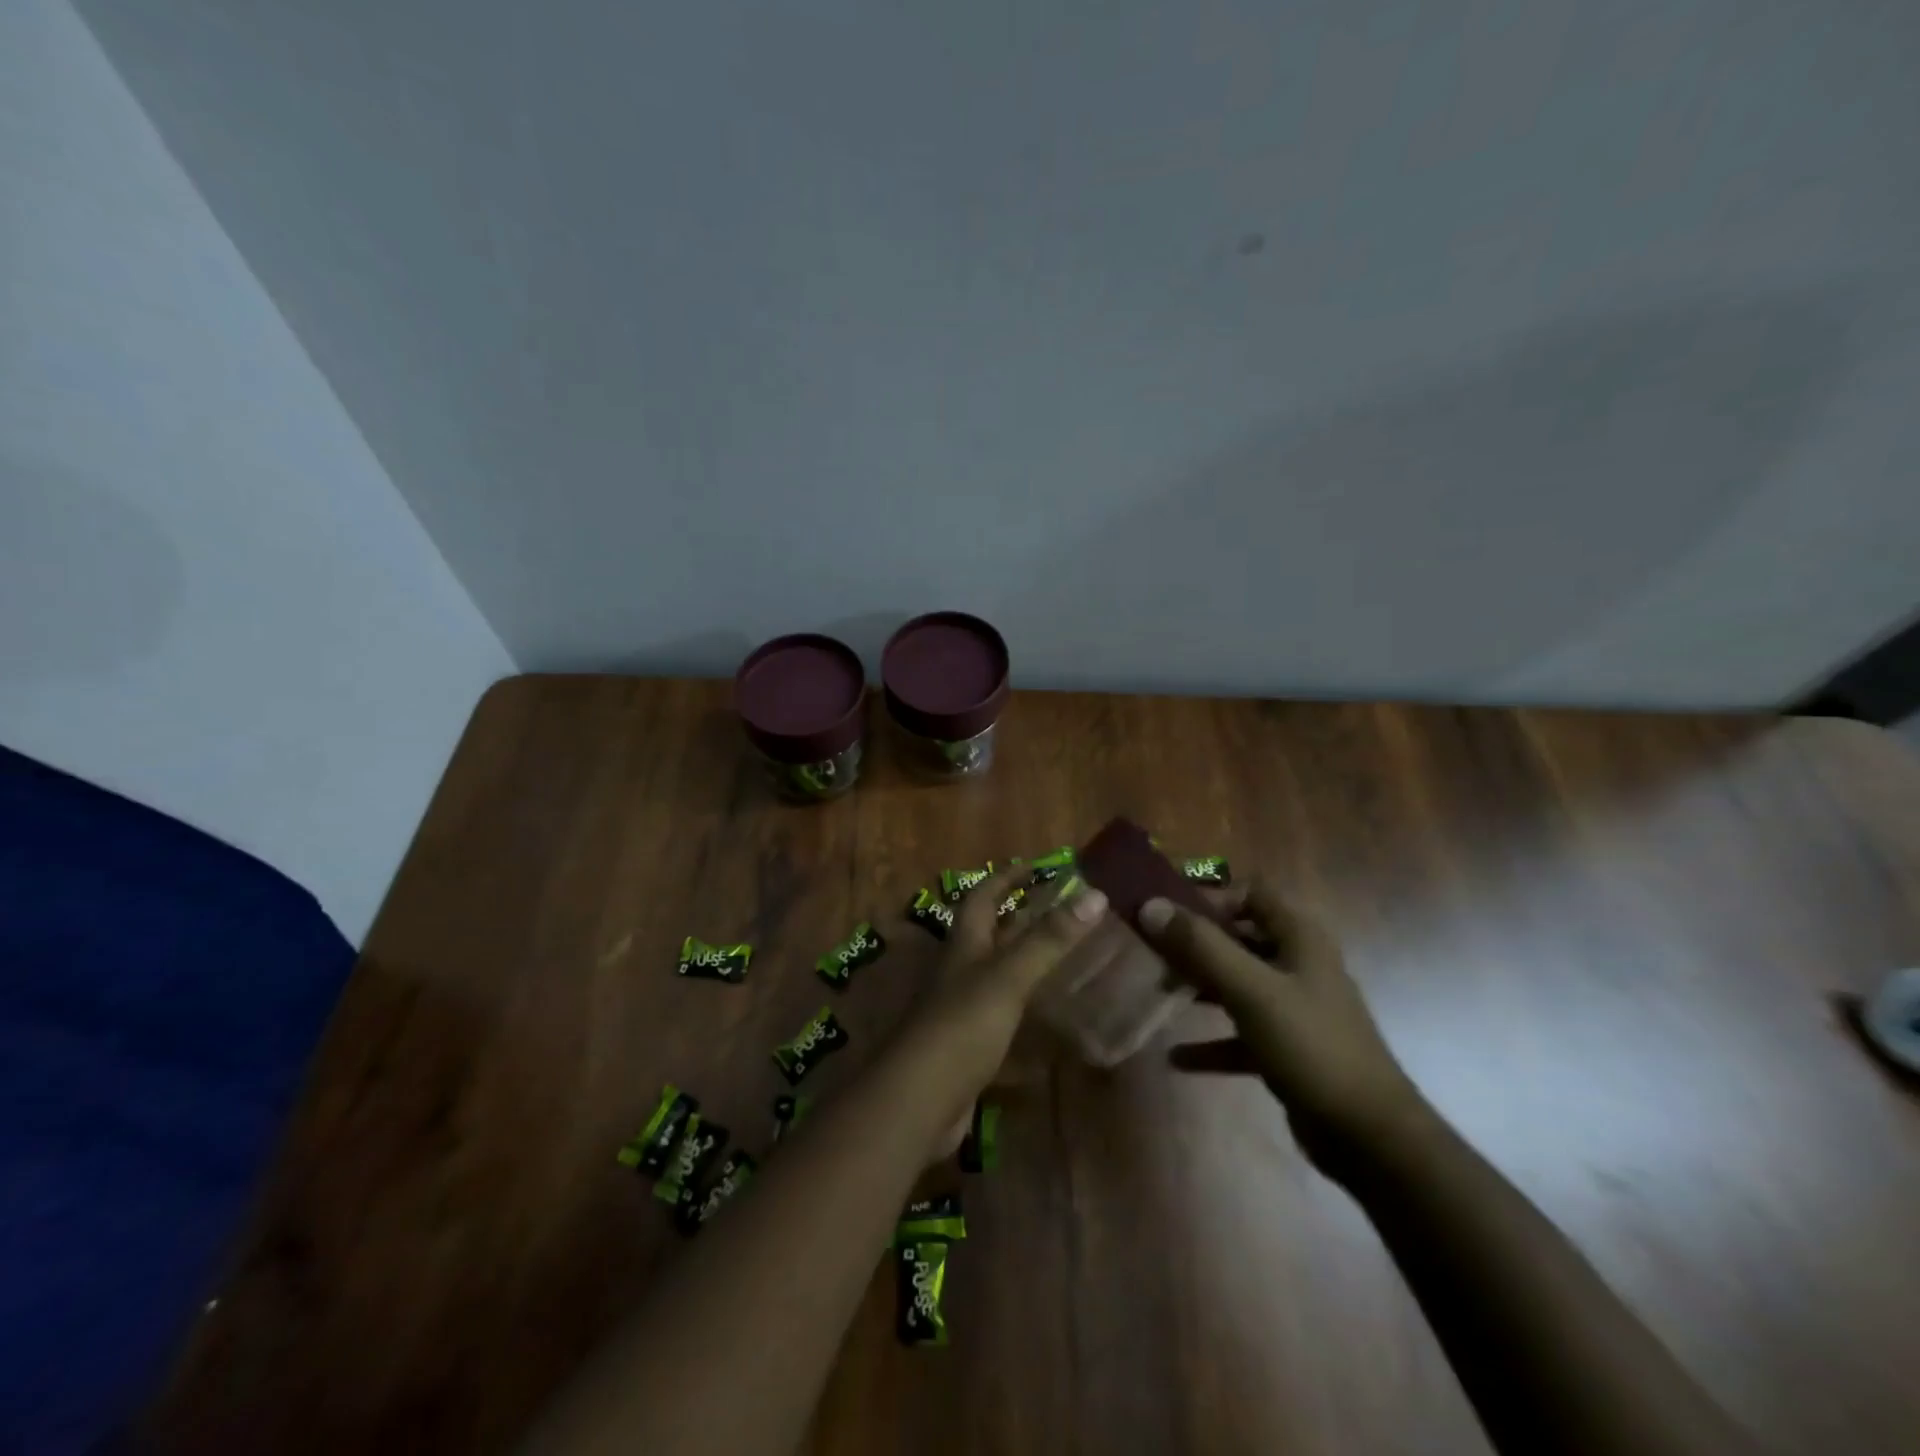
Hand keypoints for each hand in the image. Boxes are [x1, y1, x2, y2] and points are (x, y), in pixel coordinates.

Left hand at [890, 868, 1108, 1154]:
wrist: (919, 1099)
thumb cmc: (962, 1025)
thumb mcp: (1009, 976)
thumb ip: (1050, 939)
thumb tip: (1095, 894)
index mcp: (964, 943)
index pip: (984, 895)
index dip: (1008, 877)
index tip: (1038, 865)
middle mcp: (960, 968)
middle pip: (988, 931)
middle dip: (1019, 915)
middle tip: (1061, 908)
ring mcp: (961, 1007)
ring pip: (995, 970)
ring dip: (1023, 958)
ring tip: (1063, 953)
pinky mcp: (969, 1042)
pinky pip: (1000, 1010)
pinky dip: (1023, 1004)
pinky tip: (1048, 1014)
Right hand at [1138, 881, 1428, 1176]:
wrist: (1370, 1137)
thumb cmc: (1311, 1046)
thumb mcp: (1251, 990)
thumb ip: (1200, 946)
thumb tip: (1150, 906)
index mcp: (1299, 938)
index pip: (1251, 893)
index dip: (1211, 896)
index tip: (1168, 912)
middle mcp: (1298, 965)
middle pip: (1239, 938)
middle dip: (1196, 944)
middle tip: (1155, 954)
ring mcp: (1295, 1008)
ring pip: (1238, 983)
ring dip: (1200, 986)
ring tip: (1161, 992)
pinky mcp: (1289, 1049)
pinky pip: (1241, 1033)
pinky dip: (1211, 1041)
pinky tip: (1177, 1057)